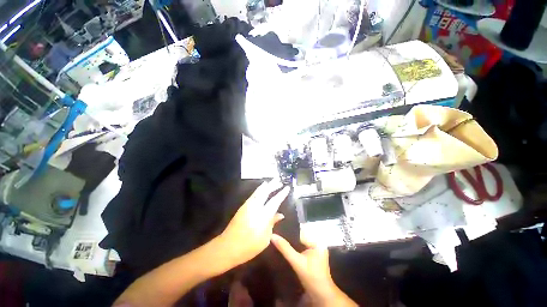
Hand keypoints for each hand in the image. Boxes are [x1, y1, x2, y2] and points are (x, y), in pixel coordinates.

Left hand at [219, 180, 289, 267]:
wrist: (227, 247)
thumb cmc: (249, 246)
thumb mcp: (265, 238)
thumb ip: (272, 223)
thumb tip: (280, 215)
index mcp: (263, 216)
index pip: (275, 201)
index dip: (281, 194)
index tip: (287, 187)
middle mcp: (255, 207)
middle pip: (265, 192)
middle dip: (273, 185)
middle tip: (279, 180)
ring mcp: (247, 206)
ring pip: (258, 192)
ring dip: (265, 186)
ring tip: (271, 181)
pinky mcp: (242, 207)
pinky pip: (253, 195)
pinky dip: (258, 190)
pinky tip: (261, 189)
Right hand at [271, 232, 357, 306]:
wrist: (321, 296)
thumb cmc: (311, 277)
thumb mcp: (297, 262)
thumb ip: (285, 248)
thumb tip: (272, 235)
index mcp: (317, 241)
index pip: (299, 233)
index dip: (288, 233)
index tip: (276, 232)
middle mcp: (317, 243)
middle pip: (300, 238)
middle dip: (289, 239)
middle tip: (276, 237)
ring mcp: (315, 251)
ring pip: (299, 244)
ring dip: (290, 244)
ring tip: (278, 242)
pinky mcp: (313, 257)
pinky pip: (301, 249)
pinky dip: (294, 250)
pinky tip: (285, 250)